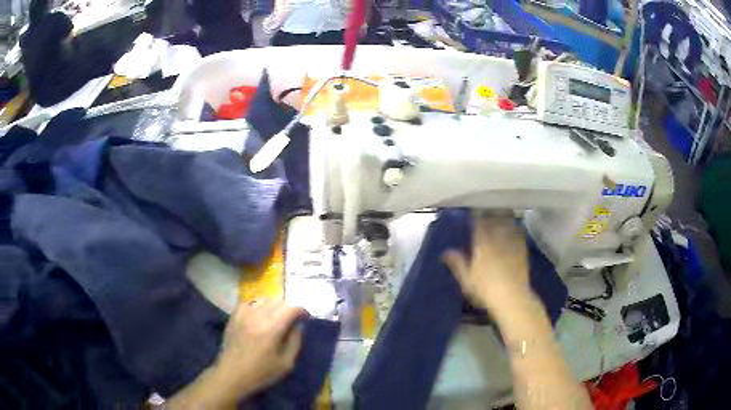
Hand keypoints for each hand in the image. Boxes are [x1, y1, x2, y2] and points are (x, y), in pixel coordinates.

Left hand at [211, 299, 308, 403]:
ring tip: (276, 317)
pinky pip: (249, 303)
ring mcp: (244, 314)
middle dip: (289, 308)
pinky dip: (258, 305)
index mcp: (272, 329)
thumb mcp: (286, 363)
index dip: (301, 310)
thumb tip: (298, 326)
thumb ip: (295, 342)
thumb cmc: (262, 372)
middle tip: (292, 319)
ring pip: (264, 299)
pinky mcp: (234, 316)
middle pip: (278, 301)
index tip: (306, 317)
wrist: (232, 374)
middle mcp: (258, 316)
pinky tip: (259, 315)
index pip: (291, 308)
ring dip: (274, 306)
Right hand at [443, 217, 529, 311]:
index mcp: (482, 243)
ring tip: (498, 219)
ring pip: (506, 223)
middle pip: (493, 220)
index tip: (471, 216)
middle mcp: (498, 238)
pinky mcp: (522, 248)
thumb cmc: (486, 289)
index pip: (478, 223)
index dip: (475, 218)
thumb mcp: (467, 279)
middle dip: (488, 216)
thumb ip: (457, 263)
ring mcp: (512, 242)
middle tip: (484, 216)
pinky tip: (512, 230)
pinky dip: (513, 229)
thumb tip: (447, 251)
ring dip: (501, 219)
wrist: (512, 297)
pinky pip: (517, 232)